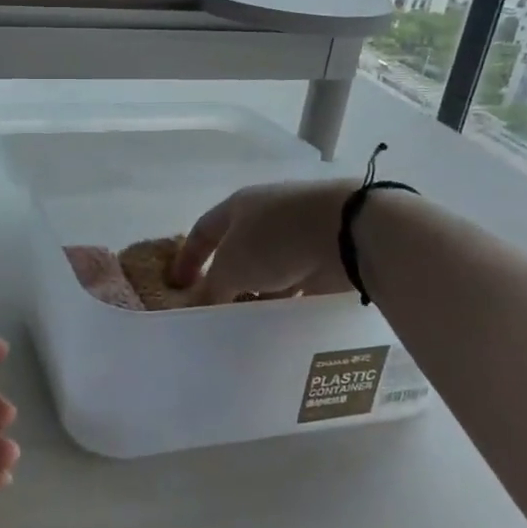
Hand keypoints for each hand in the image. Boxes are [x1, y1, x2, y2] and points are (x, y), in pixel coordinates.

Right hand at [169, 179, 358, 304]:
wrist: (347, 232)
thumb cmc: (276, 240)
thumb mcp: (231, 268)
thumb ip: (213, 288)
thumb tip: (203, 305)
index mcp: (238, 206)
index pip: (202, 230)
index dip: (187, 258)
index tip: (178, 286)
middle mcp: (266, 215)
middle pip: (237, 249)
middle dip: (226, 278)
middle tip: (216, 307)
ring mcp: (298, 233)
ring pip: (268, 267)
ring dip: (258, 291)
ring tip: (247, 320)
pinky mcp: (324, 253)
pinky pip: (297, 280)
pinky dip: (287, 298)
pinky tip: (280, 319)